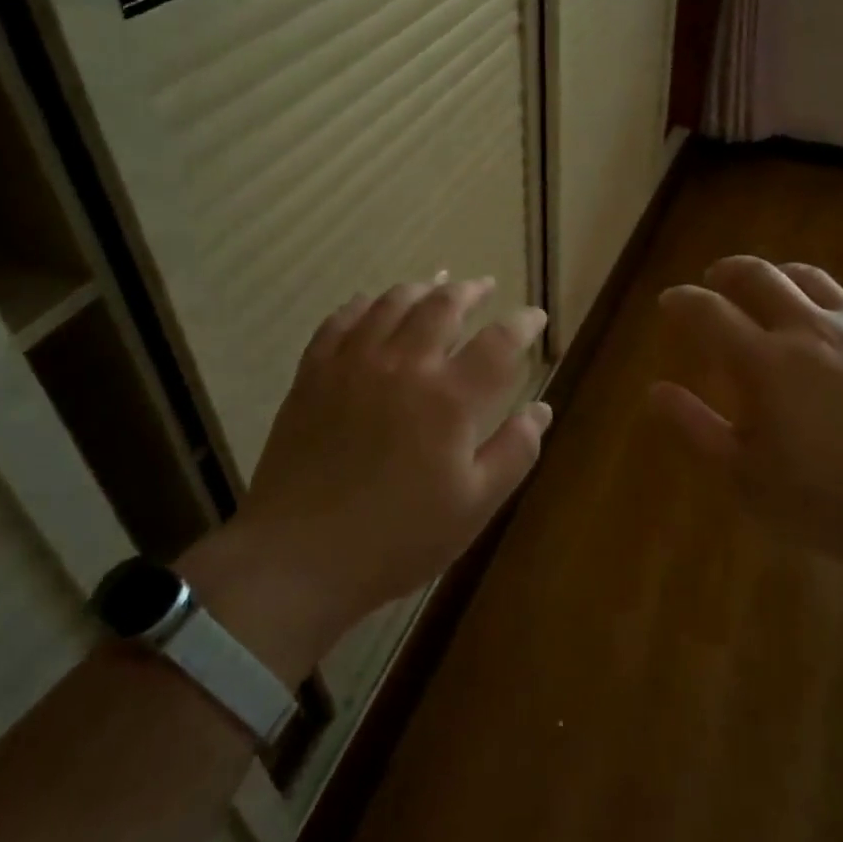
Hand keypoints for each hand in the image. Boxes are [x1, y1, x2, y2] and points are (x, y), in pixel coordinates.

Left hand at [180, 277, 550, 684]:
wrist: (300, 558)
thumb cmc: (398, 539)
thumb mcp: (474, 506)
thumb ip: (514, 452)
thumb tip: (542, 409)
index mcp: (449, 399)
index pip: (499, 342)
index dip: (522, 323)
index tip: (535, 316)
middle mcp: (403, 365)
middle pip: (442, 306)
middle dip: (469, 291)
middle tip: (484, 286)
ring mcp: (353, 365)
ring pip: (391, 303)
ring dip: (419, 288)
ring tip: (435, 284)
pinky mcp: (313, 375)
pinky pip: (340, 321)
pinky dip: (362, 305)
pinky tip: (369, 303)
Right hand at [651, 256, 842, 586]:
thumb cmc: (832, 501)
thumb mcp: (748, 478)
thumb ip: (697, 429)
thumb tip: (656, 390)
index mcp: (764, 362)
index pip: (708, 312)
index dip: (682, 301)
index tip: (669, 302)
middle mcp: (808, 329)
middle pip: (759, 275)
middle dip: (727, 272)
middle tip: (714, 281)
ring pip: (811, 278)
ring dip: (779, 276)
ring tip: (770, 287)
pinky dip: (835, 299)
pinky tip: (836, 314)